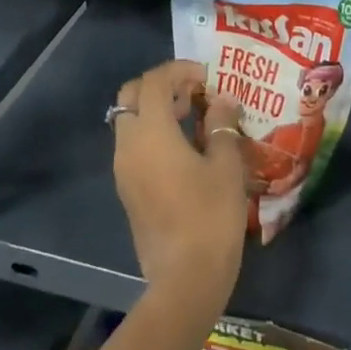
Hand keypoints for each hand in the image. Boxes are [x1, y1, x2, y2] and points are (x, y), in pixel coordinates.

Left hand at [112, 60, 248, 311]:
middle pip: (131, 95)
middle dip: (161, 85)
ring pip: (129, 120)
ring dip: (155, 108)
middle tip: (194, 93)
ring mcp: (123, 169)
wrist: (185, 279)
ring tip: (194, 118)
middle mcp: (128, 145)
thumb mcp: (226, 165)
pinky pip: (132, 144)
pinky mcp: (127, 189)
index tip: (207, 76)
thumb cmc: (210, 216)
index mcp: (150, 133)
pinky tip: (184, 147)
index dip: (179, 70)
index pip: (154, 81)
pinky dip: (152, 132)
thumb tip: (221, 101)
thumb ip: (221, 125)